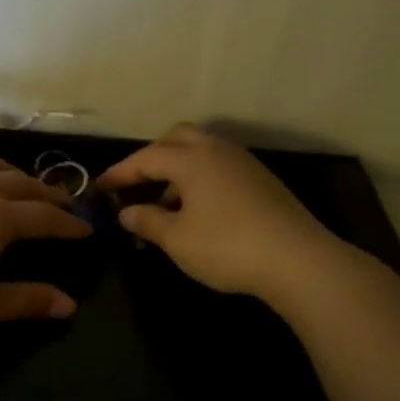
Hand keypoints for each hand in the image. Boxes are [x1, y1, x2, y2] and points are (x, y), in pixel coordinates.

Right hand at [98, 124, 350, 306]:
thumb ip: (147, 221)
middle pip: (175, 139)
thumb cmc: (227, 247)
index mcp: (191, 159)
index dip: (119, 173)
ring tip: (164, 204)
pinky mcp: (261, 180)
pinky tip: (197, 210)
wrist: (299, 261)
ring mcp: (243, 162)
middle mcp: (216, 150)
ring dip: (176, 170)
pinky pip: (218, 166)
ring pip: (200, 151)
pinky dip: (199, 178)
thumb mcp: (176, 239)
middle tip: (135, 185)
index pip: (145, 158)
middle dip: (151, 159)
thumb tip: (126, 213)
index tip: (99, 188)